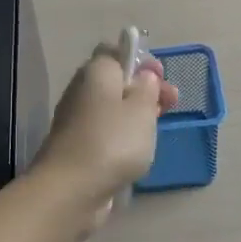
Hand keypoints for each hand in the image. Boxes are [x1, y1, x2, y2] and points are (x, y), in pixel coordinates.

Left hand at [34, 46, 179, 231]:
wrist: (70, 190)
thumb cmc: (112, 141)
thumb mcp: (142, 109)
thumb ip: (148, 87)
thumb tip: (144, 76)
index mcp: (96, 72)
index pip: (115, 51)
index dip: (141, 60)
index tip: (161, 78)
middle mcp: (81, 91)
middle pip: (116, 82)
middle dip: (144, 91)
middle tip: (170, 106)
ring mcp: (76, 121)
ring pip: (111, 110)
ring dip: (135, 117)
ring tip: (156, 132)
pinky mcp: (76, 148)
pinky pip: (104, 134)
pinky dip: (121, 139)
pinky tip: (136, 153)